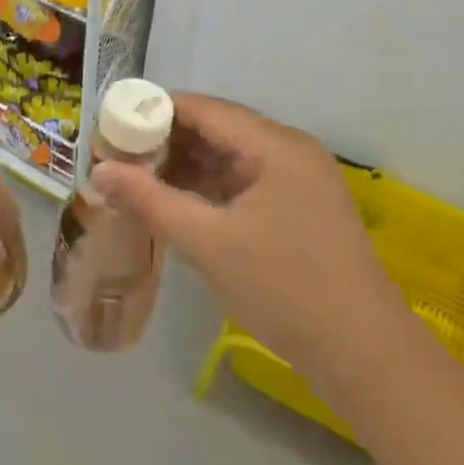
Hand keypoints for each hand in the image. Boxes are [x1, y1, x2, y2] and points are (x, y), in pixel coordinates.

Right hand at [92, 95, 407, 375]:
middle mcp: (289, 151)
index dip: (153, 112)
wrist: (364, 356)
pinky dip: (208, 190)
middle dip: (165, 142)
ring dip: (185, 167)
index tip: (110, 127)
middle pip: (216, 129)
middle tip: (115, 158)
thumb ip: (150, 200)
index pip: (203, 108)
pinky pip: (244, 184)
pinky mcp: (299, 210)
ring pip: (229, 158)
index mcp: (275, 145)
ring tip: (135, 180)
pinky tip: (175, 203)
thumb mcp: (208, 242)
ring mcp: (298, 181)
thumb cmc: (283, 287)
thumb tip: (99, 171)